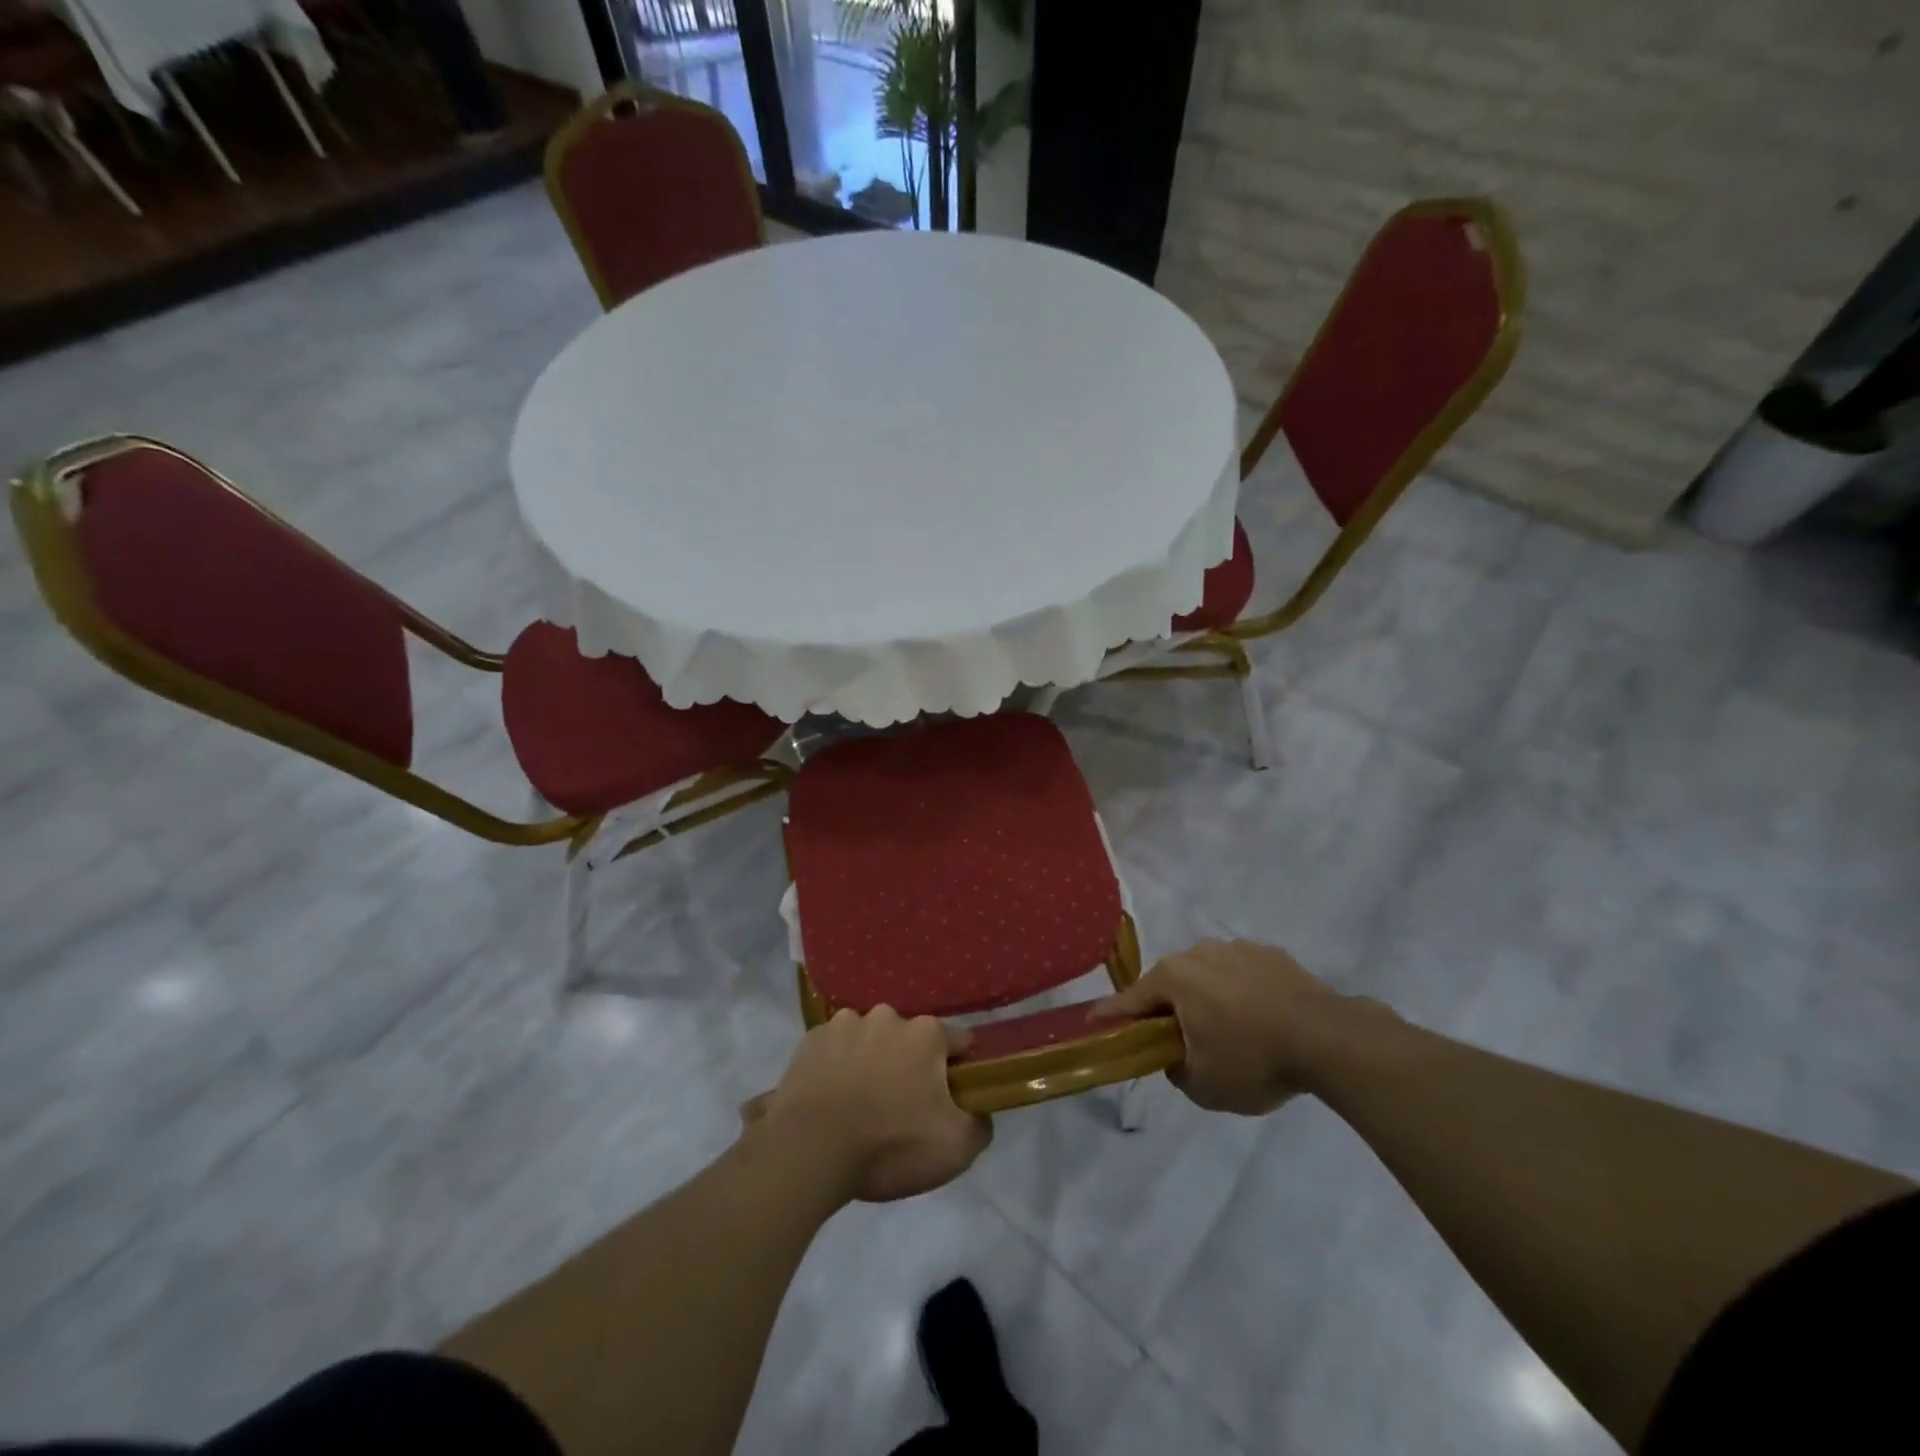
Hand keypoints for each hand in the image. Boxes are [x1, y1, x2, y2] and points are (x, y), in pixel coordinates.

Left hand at [744, 1007, 992, 1202]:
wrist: (809, 1151)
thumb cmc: (889, 1144)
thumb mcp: (955, 1148)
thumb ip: (980, 1123)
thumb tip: (979, 1110)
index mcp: (926, 1033)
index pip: (958, 1042)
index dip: (959, 1070)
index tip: (952, 1098)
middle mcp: (887, 1016)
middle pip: (911, 1040)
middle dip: (911, 1065)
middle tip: (902, 1107)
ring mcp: (844, 1024)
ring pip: (870, 1040)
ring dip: (872, 1062)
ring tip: (861, 1104)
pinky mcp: (810, 1040)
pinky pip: (835, 1050)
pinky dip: (838, 1066)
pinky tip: (832, 1098)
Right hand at [1098, 939, 1379, 1114]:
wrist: (1328, 1038)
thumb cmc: (1253, 1059)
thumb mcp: (1204, 1085)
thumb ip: (1175, 1070)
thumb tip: (1175, 1056)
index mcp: (1174, 977)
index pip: (1131, 999)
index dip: (1111, 1015)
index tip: (1093, 1022)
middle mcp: (1200, 951)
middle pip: (1172, 984)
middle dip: (1170, 1010)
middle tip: (1179, 1041)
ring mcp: (1238, 948)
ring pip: (1209, 976)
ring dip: (1209, 999)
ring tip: (1230, 1033)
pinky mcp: (1272, 954)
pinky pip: (1243, 975)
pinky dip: (1242, 994)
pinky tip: (1261, 1021)